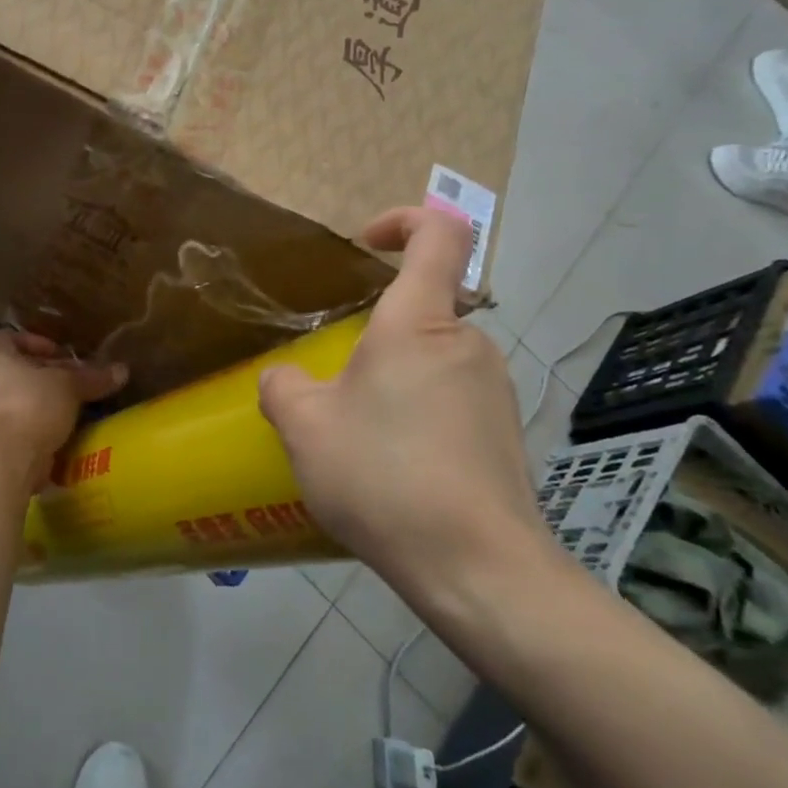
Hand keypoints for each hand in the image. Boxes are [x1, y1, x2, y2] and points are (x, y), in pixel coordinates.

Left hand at [0, 331, 126, 489]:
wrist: (10, 459)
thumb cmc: (34, 406)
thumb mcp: (70, 386)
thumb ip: (94, 377)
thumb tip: (122, 370)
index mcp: (0, 360)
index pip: (8, 337)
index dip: (34, 340)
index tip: (60, 351)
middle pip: (23, 369)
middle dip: (52, 373)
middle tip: (80, 379)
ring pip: (28, 397)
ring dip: (52, 400)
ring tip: (80, 403)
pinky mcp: (5, 439)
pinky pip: (29, 422)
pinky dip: (49, 423)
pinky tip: (72, 428)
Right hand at [257, 207, 547, 616]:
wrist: (476, 567)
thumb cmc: (383, 476)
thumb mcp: (304, 428)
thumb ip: (283, 388)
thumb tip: (285, 379)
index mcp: (419, 324)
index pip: (440, 234)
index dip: (405, 219)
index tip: (366, 243)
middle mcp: (467, 344)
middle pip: (422, 310)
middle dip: (374, 337)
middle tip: (332, 388)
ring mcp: (495, 390)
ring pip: (432, 361)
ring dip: (392, 381)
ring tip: (356, 438)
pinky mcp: (505, 434)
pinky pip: (451, 401)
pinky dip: (417, 415)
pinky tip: (392, 469)